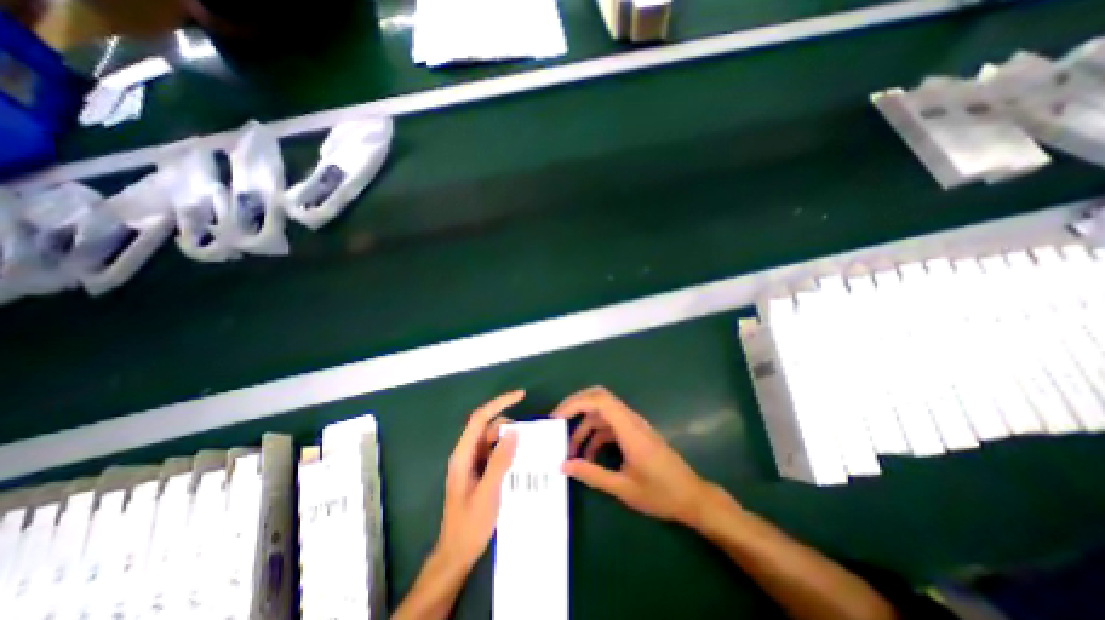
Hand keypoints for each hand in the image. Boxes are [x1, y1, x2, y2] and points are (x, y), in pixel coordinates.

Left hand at [434, 390, 519, 569]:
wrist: (456, 554)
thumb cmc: (469, 526)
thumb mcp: (488, 493)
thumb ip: (500, 461)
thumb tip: (513, 432)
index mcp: (463, 455)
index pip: (479, 418)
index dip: (499, 403)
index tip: (520, 395)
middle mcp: (467, 454)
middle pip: (488, 428)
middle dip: (509, 427)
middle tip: (529, 439)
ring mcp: (472, 463)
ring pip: (493, 440)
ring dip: (510, 441)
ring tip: (528, 451)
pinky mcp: (479, 471)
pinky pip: (495, 452)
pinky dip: (508, 452)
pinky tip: (520, 462)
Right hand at [550, 387, 716, 526]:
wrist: (692, 497)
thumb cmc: (661, 494)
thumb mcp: (623, 489)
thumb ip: (592, 475)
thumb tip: (563, 465)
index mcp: (629, 429)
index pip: (599, 400)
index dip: (575, 403)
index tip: (556, 418)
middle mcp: (630, 420)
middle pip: (599, 398)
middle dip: (575, 406)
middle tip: (556, 422)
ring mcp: (633, 425)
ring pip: (602, 413)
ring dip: (583, 426)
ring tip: (568, 449)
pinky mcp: (634, 432)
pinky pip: (609, 426)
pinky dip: (594, 435)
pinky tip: (587, 456)